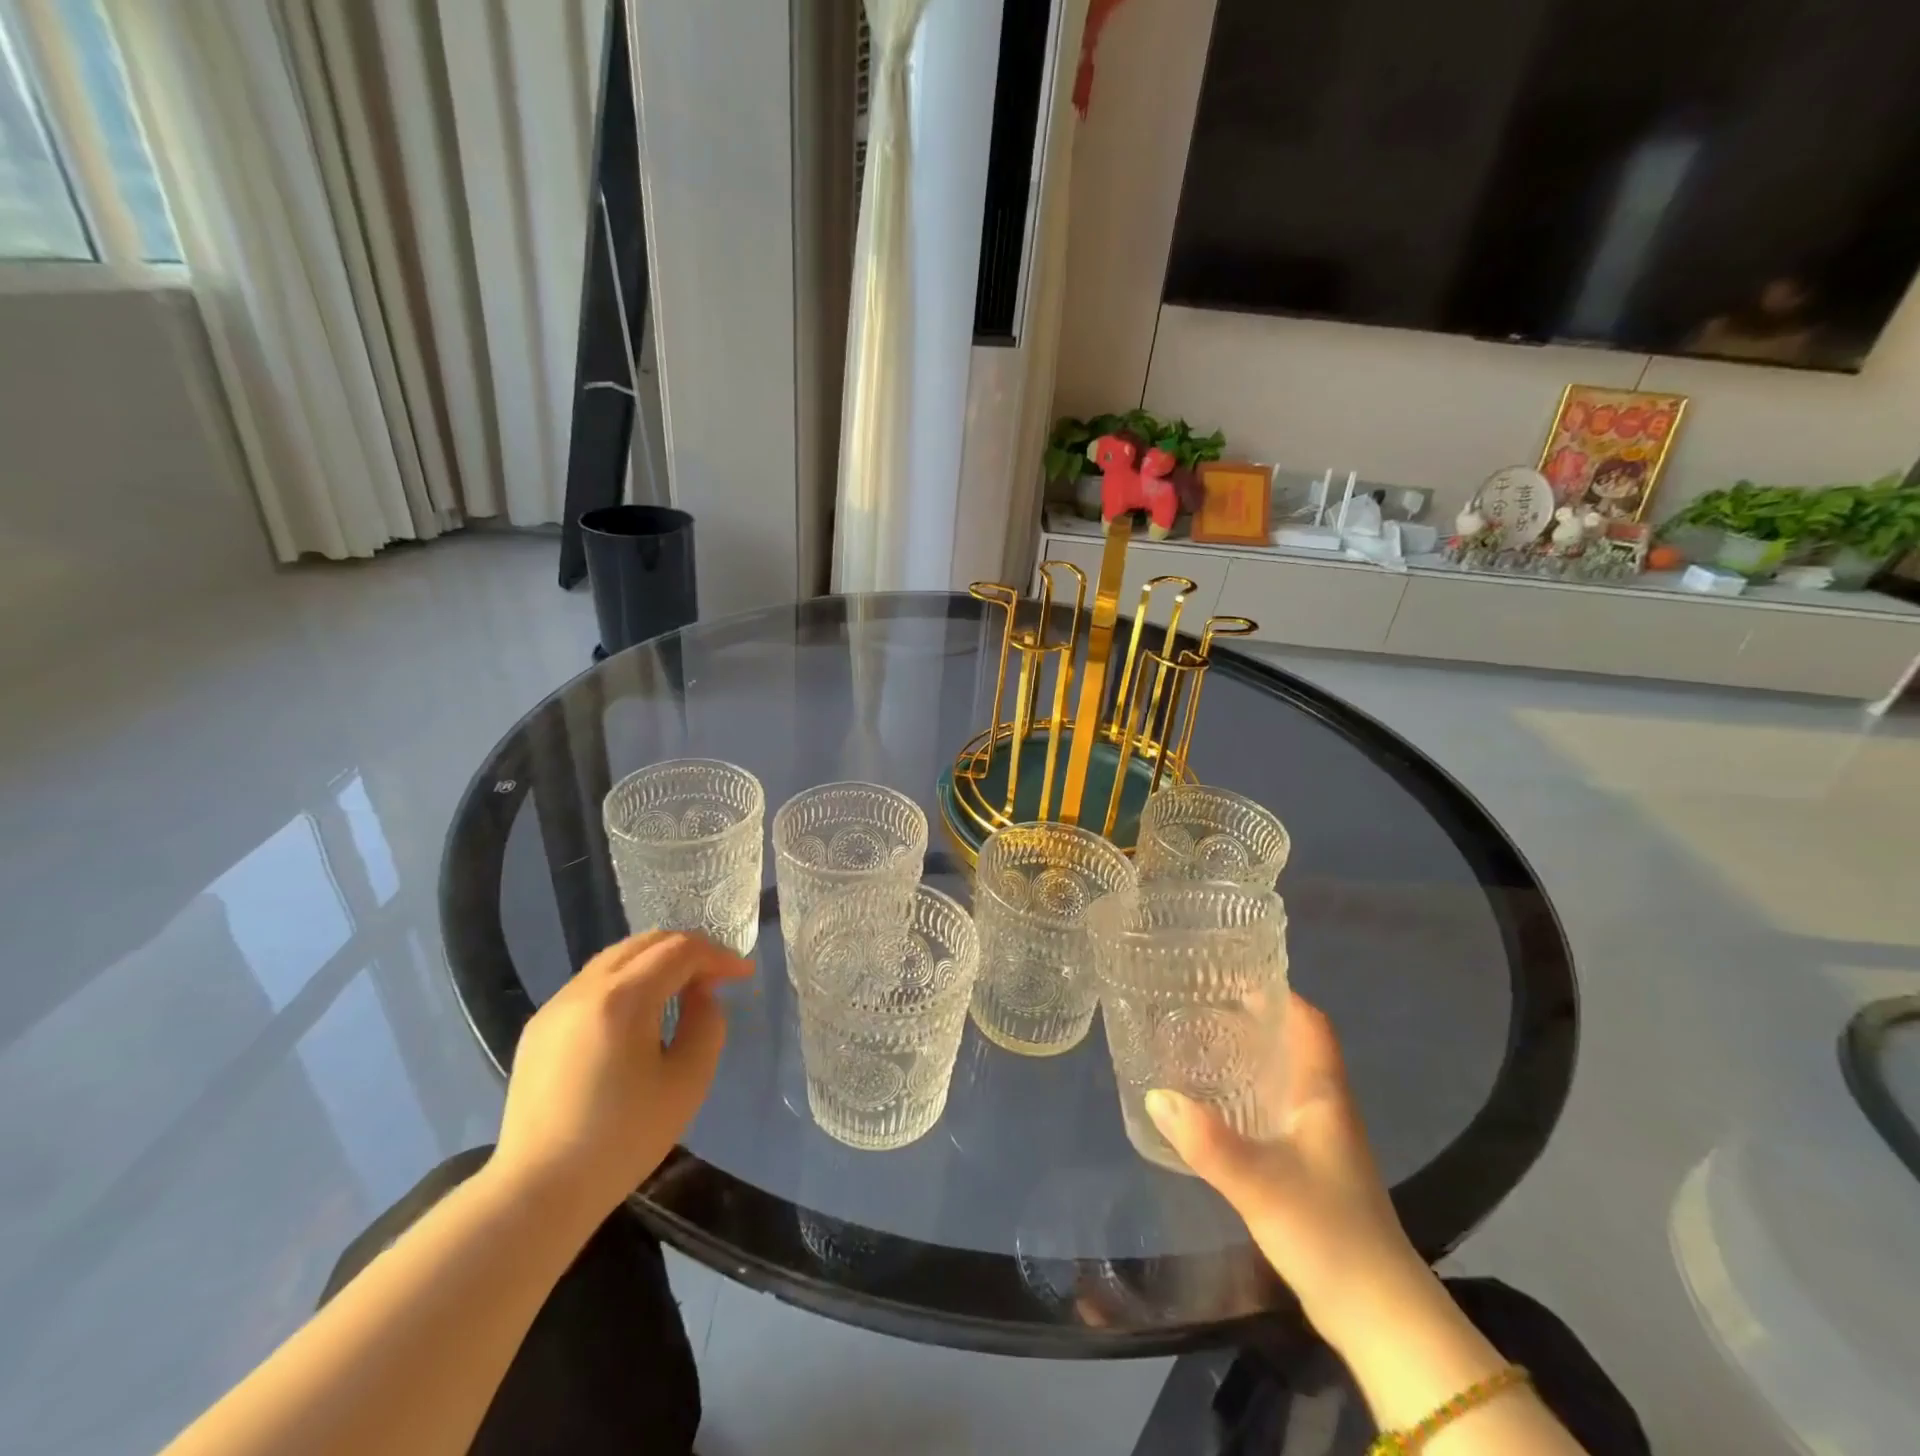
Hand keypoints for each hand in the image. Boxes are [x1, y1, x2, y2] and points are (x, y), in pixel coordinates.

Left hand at [489, 931, 752, 1225]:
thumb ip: (707, 1023)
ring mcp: (555, 1005)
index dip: (718, 956)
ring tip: (683, 989)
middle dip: (689, 950)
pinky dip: (627, 980)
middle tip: (717, 976)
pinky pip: (593, 983)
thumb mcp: (688, 1081)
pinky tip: (640, 1013)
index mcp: (622, 999)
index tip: (744, 975)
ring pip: (617, 958)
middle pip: (646, 943)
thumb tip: (701, 994)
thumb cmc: (623, 1139)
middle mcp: (584, 989)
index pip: (680, 951)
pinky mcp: (539, 1026)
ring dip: (657, 962)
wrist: (538, 1193)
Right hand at [1146, 992, 1433, 1351]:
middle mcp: (1325, 1107)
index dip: (1279, 992)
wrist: (1378, 1316)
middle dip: (1252, 1019)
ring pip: (1282, 1078)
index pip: (1310, 1022)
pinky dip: (1246, 1094)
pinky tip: (1214, 1105)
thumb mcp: (1261, 1183)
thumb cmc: (1328, 1232)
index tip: (1234, 972)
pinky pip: (1274, 1111)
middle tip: (1200, 1003)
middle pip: (1292, 1044)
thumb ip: (1208, 1141)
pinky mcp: (1309, 1169)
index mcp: (1323, 1093)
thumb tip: (1156, 1096)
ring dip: (1248, 1056)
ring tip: (1198, 1043)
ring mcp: (1320, 1140)